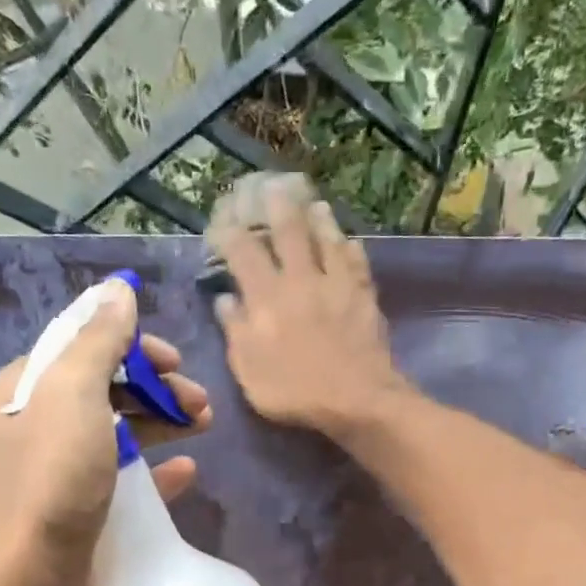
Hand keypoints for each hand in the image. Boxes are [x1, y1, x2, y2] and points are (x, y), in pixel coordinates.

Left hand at [0, 277, 210, 585]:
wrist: (35, 570)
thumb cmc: (55, 474)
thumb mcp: (75, 392)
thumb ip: (99, 339)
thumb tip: (118, 289)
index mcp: (31, 387)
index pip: (86, 346)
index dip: (133, 346)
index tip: (173, 360)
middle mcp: (42, 421)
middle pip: (110, 387)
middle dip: (158, 387)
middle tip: (200, 402)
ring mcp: (63, 466)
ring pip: (122, 428)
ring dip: (165, 420)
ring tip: (205, 425)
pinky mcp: (83, 504)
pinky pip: (127, 475)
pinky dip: (158, 467)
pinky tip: (187, 469)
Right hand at [206, 171, 406, 438]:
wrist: (356, 399)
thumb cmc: (294, 391)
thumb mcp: (249, 370)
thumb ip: (235, 331)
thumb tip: (225, 299)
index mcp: (266, 297)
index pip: (242, 252)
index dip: (229, 232)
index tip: (221, 220)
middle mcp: (300, 280)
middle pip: (287, 232)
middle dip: (275, 206)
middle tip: (270, 185)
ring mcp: (336, 284)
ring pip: (326, 239)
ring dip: (317, 218)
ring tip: (313, 202)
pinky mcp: (364, 295)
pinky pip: (357, 262)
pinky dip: (351, 248)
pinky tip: (350, 241)